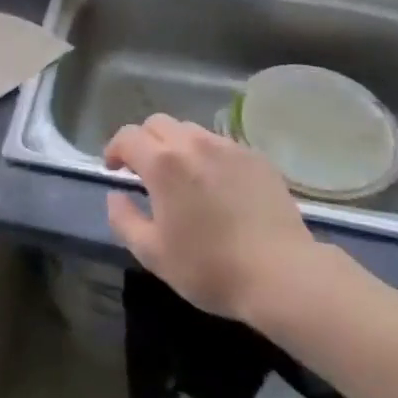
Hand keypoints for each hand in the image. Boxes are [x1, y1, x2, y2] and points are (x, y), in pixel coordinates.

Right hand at [104, 114, 340, 325]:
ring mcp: (227, 147)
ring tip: (182, 176)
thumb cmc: (210, 268)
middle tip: (145, 171)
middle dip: (144, 141)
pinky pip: (221, 144)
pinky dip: (208, 155)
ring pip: (190, 130)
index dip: (114, 149)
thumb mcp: (153, 254)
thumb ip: (124, 220)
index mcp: (163, 162)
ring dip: (176, 145)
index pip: (127, 136)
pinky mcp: (255, 157)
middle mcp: (193, 143)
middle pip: (157, 123)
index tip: (114, 170)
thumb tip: (115, 195)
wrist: (282, 274)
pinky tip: (217, 185)